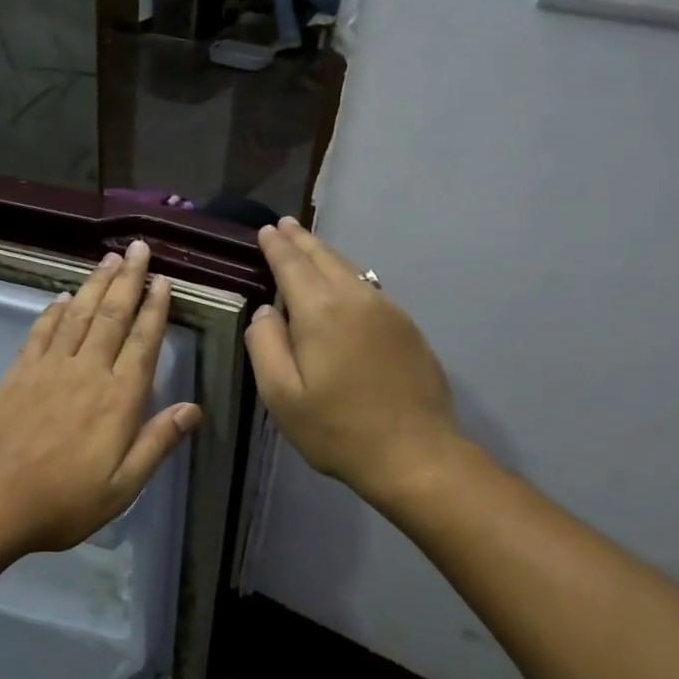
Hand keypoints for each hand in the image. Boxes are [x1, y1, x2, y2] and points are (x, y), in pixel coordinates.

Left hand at [0, 240, 201, 553]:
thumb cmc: (64, 502)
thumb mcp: (122, 487)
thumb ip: (157, 443)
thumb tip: (193, 409)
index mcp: (118, 400)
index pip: (143, 343)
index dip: (154, 309)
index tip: (163, 281)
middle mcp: (86, 373)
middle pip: (111, 317)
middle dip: (128, 280)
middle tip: (139, 249)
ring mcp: (48, 369)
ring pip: (77, 315)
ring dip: (94, 285)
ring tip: (109, 259)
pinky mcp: (17, 374)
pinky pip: (40, 332)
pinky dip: (53, 311)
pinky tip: (62, 297)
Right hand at [245, 217, 462, 505]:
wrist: (413, 453)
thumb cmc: (337, 429)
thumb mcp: (281, 395)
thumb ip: (264, 345)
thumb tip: (265, 312)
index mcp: (321, 311)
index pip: (292, 265)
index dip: (276, 247)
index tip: (266, 230)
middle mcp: (357, 299)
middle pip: (325, 259)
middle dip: (302, 241)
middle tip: (285, 225)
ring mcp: (388, 311)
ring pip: (351, 270)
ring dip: (326, 255)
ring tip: (309, 247)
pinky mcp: (407, 329)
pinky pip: (370, 289)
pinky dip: (349, 276)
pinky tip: (343, 285)